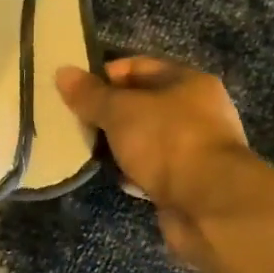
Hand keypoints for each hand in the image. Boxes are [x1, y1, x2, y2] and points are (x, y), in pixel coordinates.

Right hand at [56, 57, 253, 263]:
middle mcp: (198, 110)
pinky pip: (155, 169)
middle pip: (145, 102)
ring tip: (90, 149)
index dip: (107, 74)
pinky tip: (115, 177)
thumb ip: (91, 94)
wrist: (210, 206)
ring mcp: (197, 148)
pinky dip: (135, 171)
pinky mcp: (191, 182)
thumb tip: (63, 72)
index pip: (140, 66)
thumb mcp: (121, 111)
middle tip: (78, 121)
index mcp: (189, 82)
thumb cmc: (168, 142)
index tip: (76, 90)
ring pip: (149, 138)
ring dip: (122, 143)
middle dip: (111, 112)